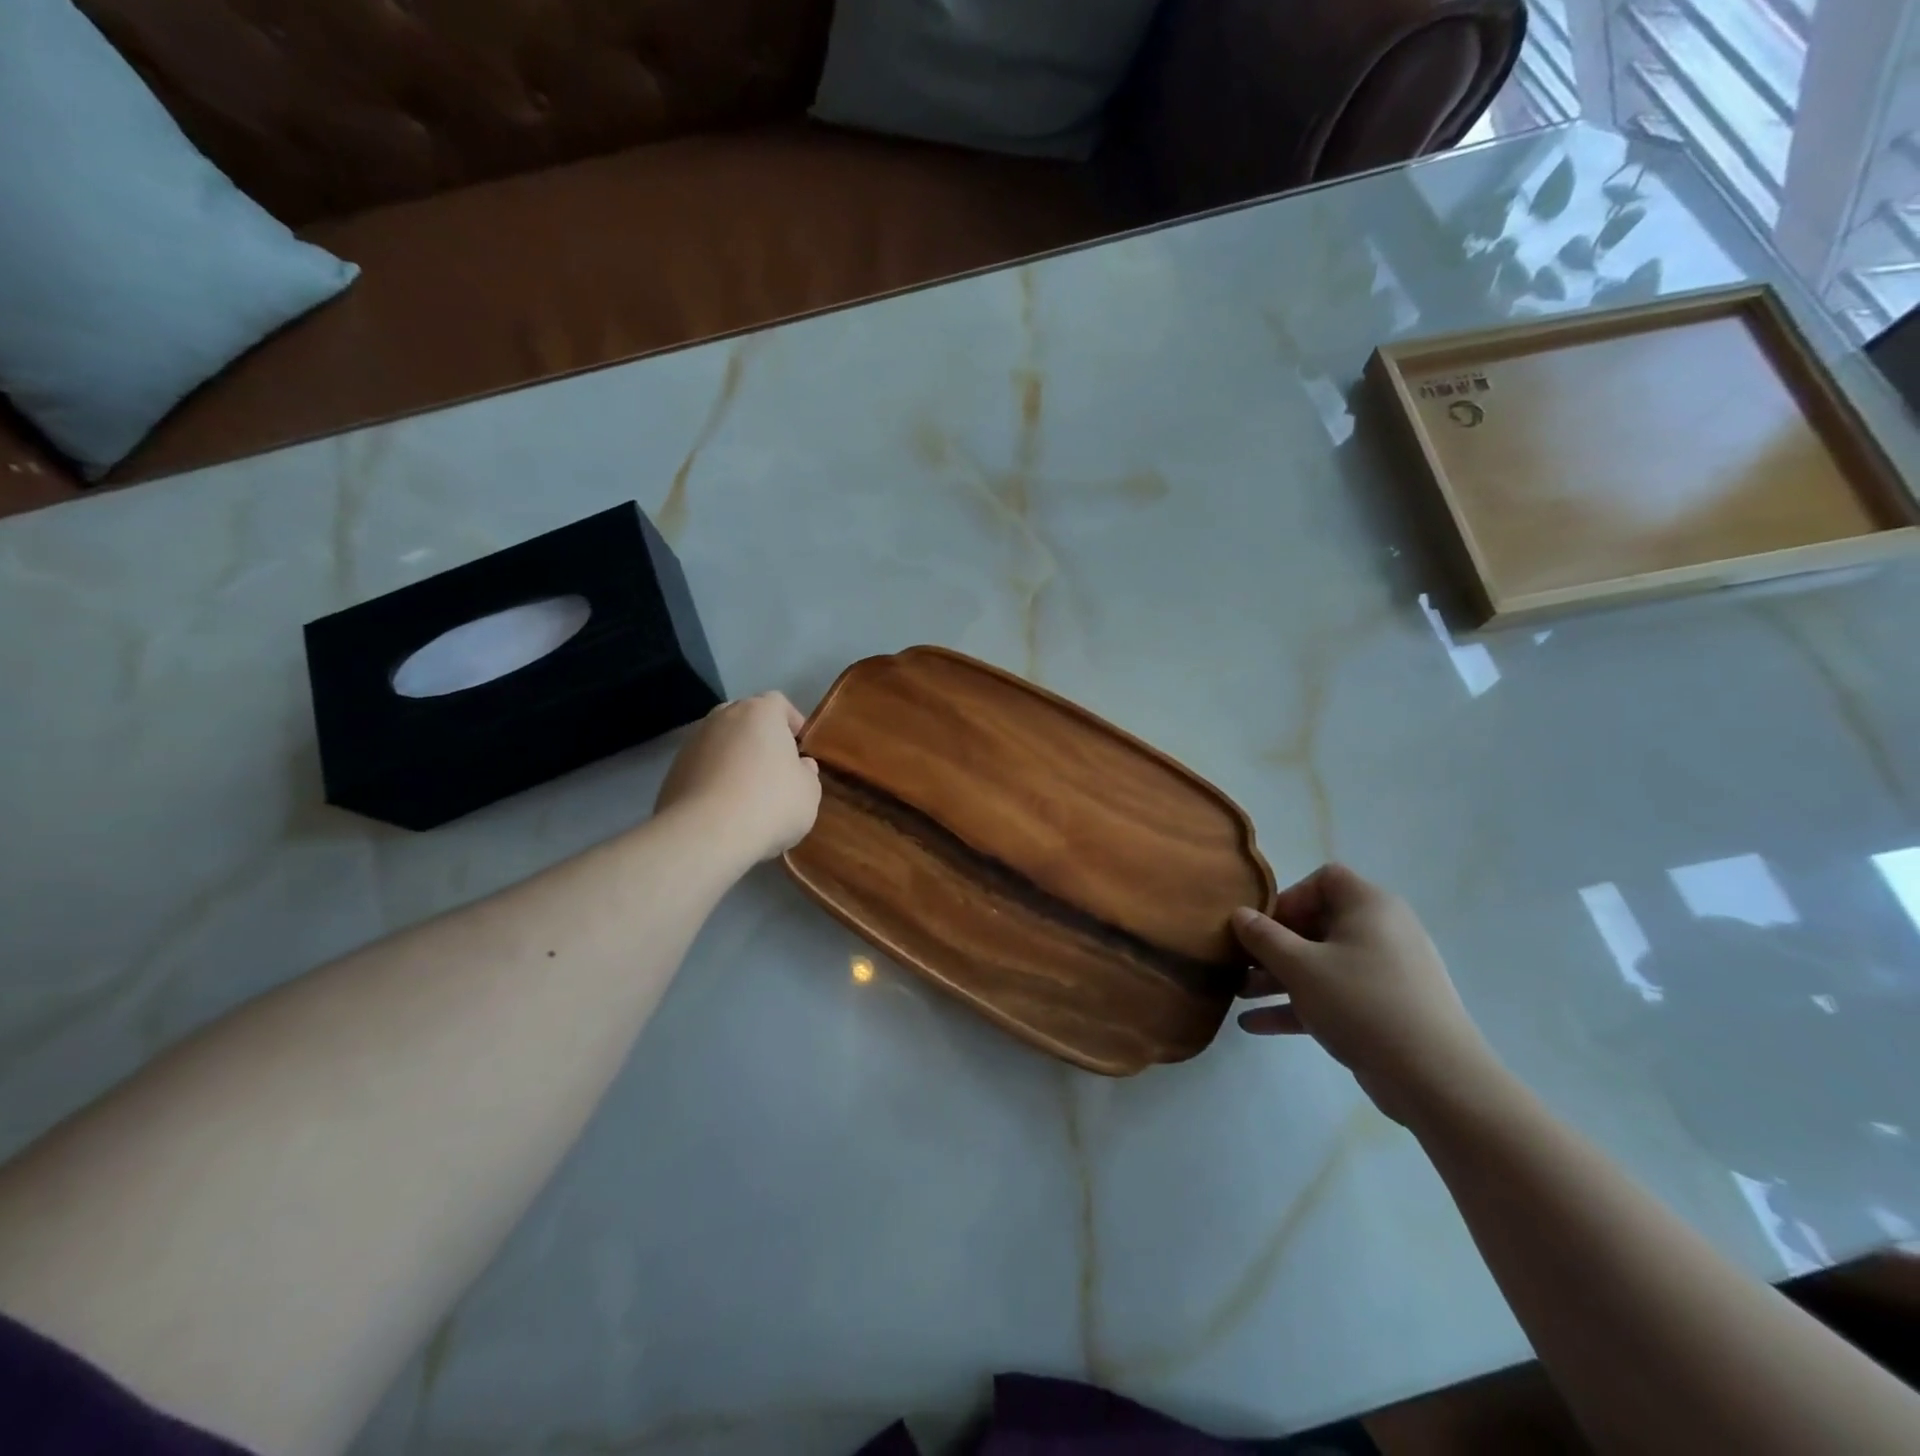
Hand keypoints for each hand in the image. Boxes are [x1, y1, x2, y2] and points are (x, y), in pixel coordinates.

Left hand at [655, 693, 820, 866]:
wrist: (705, 834)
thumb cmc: (770, 803)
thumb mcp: (809, 792)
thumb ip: (807, 773)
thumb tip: (800, 766)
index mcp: (760, 712)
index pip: (779, 704)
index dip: (792, 724)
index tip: (800, 749)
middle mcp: (723, 716)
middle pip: (746, 720)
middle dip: (760, 739)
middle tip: (774, 768)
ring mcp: (693, 742)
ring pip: (722, 743)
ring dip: (735, 759)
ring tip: (747, 793)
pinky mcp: (673, 770)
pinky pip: (702, 768)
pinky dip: (714, 780)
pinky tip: (723, 808)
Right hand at [1233, 864, 1502, 1127]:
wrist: (1436, 1079)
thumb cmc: (1361, 1003)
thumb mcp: (1300, 966)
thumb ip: (1263, 937)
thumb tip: (1239, 914)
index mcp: (1369, 907)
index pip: (1325, 880)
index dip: (1289, 898)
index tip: (1263, 926)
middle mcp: (1382, 931)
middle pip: (1318, 925)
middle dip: (1274, 945)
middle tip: (1241, 963)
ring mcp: (1387, 973)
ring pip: (1322, 964)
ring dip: (1279, 978)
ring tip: (1239, 996)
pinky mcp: (1387, 1010)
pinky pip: (1335, 996)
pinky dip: (1300, 1005)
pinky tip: (1255, 1025)